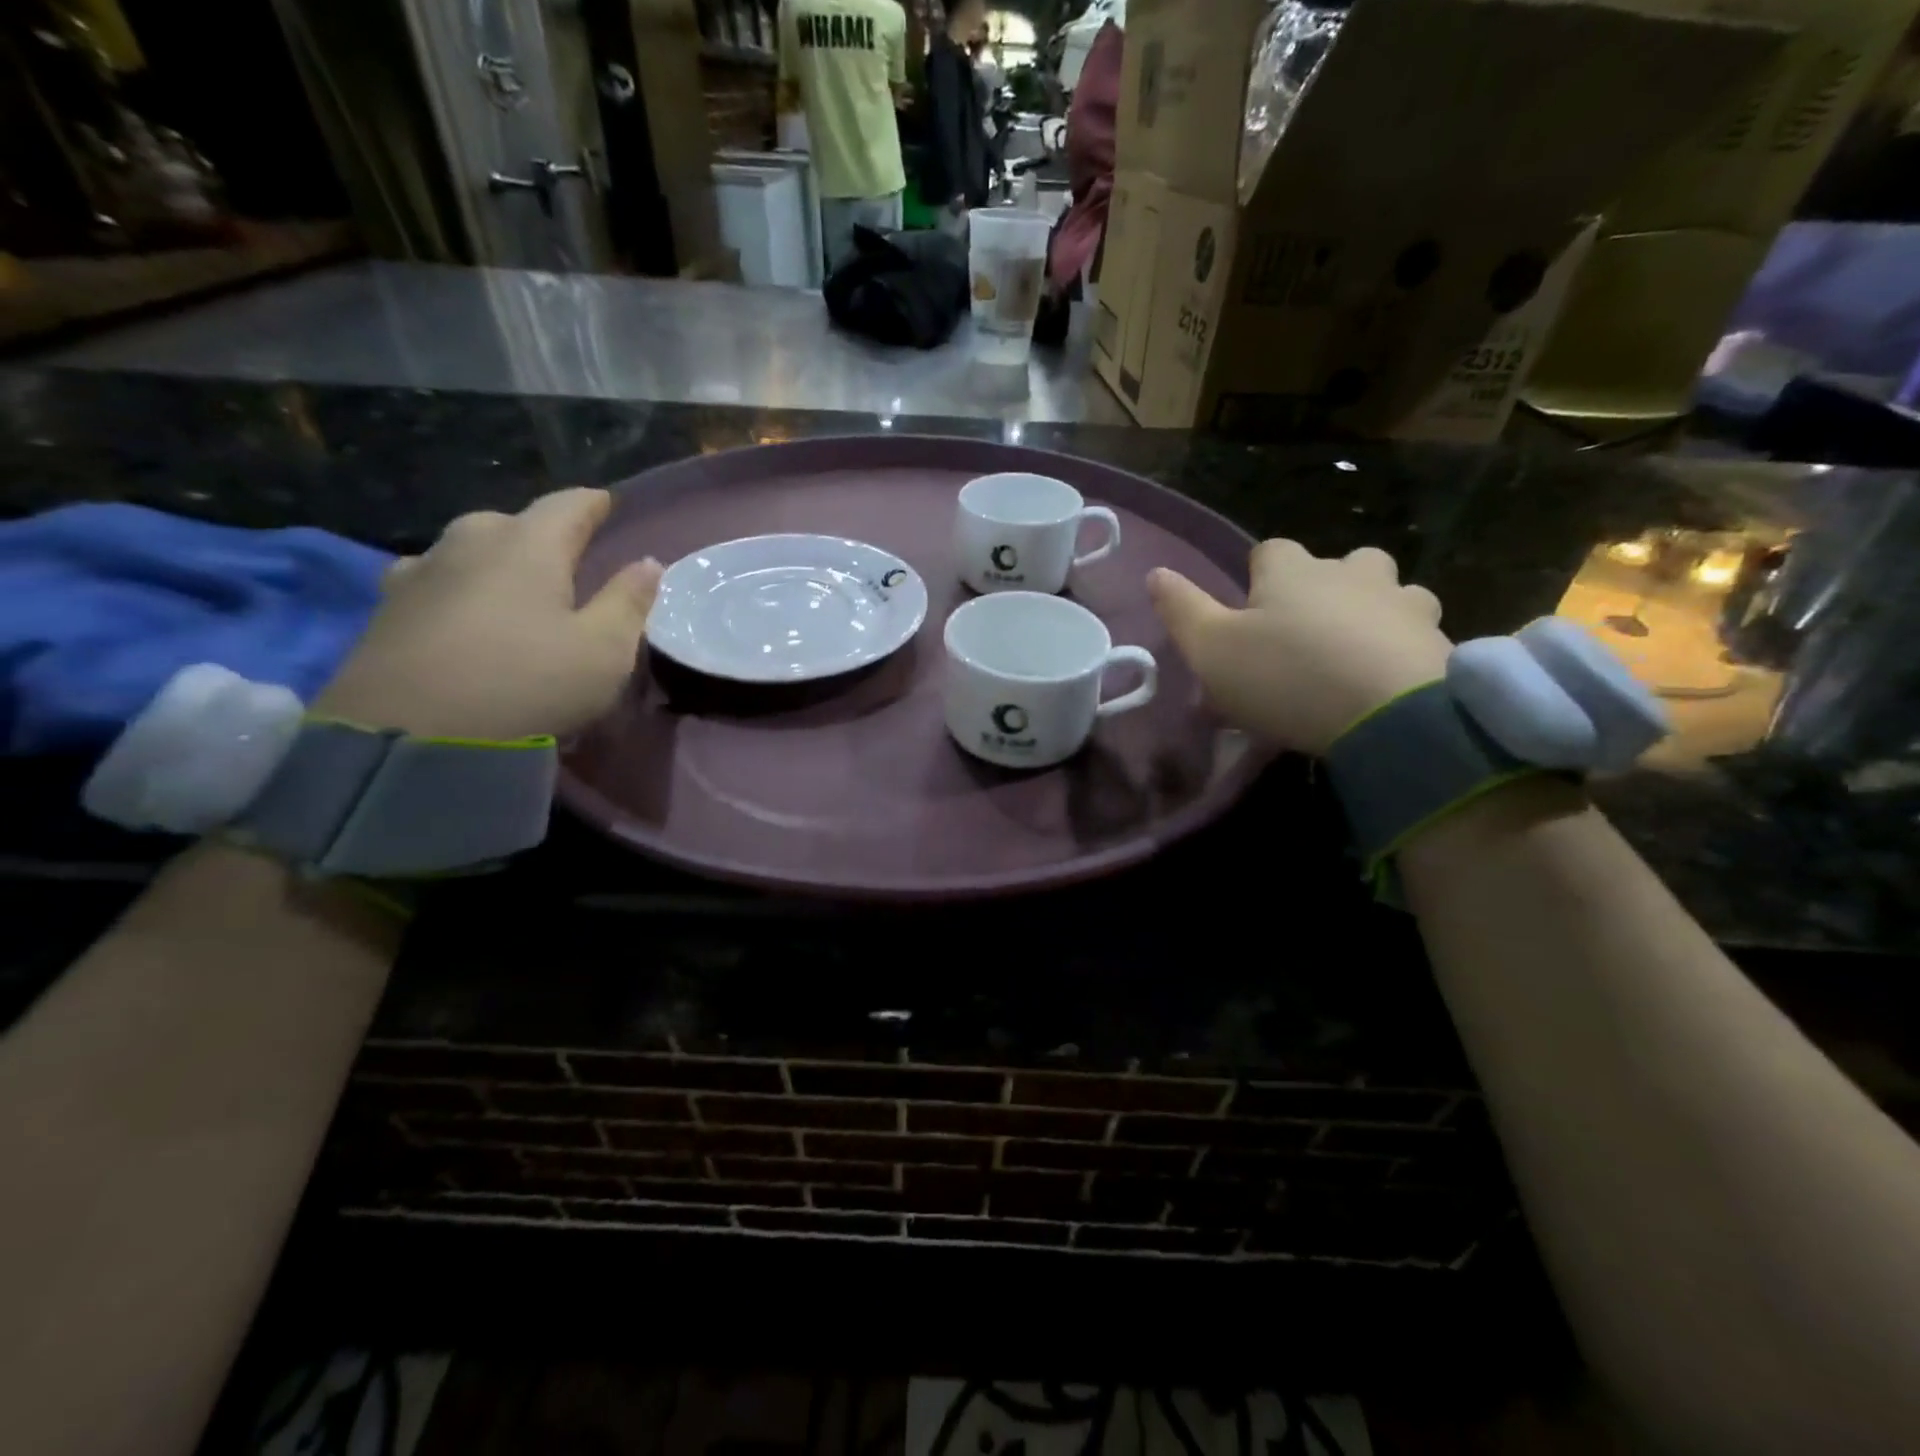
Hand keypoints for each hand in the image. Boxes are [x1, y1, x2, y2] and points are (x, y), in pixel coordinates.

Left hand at [313, 488, 659, 741]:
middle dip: (541, 535)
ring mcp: (418, 572)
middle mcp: (469, 543)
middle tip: (563, 560)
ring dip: (494, 561)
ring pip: (467, 550)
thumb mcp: (604, 651)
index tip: (607, 503)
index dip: (593, 504)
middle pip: (512, 523)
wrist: (411, 735)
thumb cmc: (528, 683)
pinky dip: (457, 590)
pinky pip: (434, 582)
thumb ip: (628, 601)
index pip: (568, 505)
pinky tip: (459, 614)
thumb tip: (647, 563)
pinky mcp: (385, 609)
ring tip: (511, 588)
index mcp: (528, 545)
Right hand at [1149, 541, 1451, 755]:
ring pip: (1389, 591)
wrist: (1391, 716)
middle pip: (1339, 563)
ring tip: (1355, 653)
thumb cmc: (1286, 677)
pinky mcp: (1439, 640)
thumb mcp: (1212, 649)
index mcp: (1293, 571)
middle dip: (1324, 587)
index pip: (1269, 551)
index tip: (1250, 614)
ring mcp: (1401, 602)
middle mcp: (1350, 573)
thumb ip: (1181, 609)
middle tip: (1306, 633)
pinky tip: (1387, 680)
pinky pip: (1417, 632)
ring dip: (1372, 610)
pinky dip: (1402, 647)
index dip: (1256, 577)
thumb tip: (1155, 572)